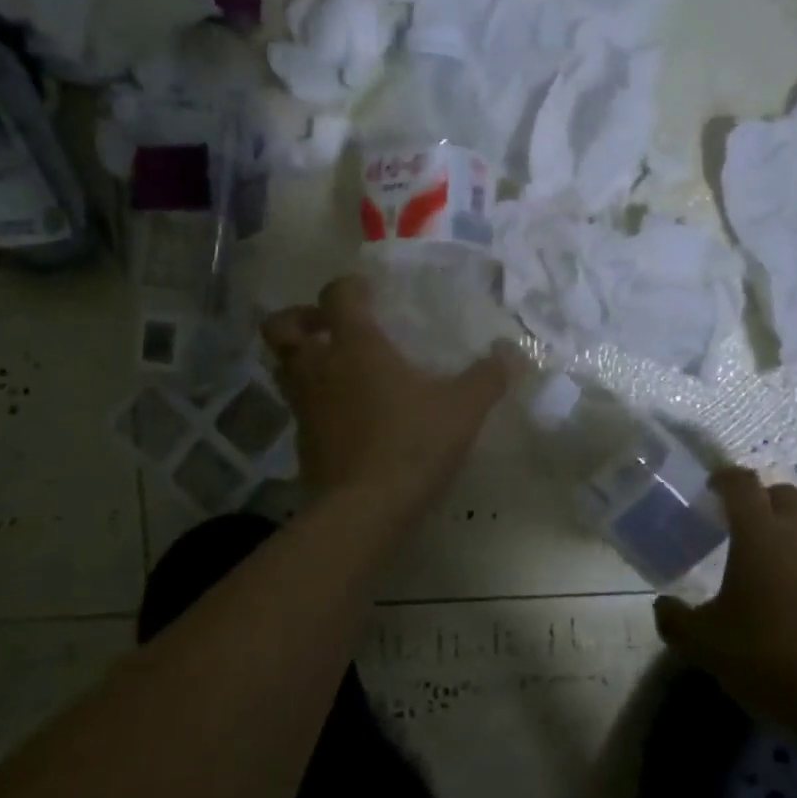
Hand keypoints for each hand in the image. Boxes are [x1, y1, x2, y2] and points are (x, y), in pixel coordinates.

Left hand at [262, 276, 519, 514]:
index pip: (336, 294)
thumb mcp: (462, 409)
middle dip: (300, 319)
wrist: (363, 511)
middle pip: (281, 327)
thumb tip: (514, 352)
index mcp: (354, 344)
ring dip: (303, 359)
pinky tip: (345, 413)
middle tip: (330, 327)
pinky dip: (313, 399)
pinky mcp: (301, 440)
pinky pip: (297, 406)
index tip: (370, 293)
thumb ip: (488, 377)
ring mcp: (303, 405)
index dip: (349, 286)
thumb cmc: (411, 444)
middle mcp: (318, 366)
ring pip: (283, 367)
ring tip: (337, 368)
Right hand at [654, 473, 796, 737]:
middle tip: (749, 530)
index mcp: (759, 532)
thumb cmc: (768, 658)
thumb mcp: (704, 644)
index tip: (714, 489)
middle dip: (766, 503)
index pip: (741, 483)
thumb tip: (663, 605)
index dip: (725, 479)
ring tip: (788, 564)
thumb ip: (676, 619)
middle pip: (785, 495)